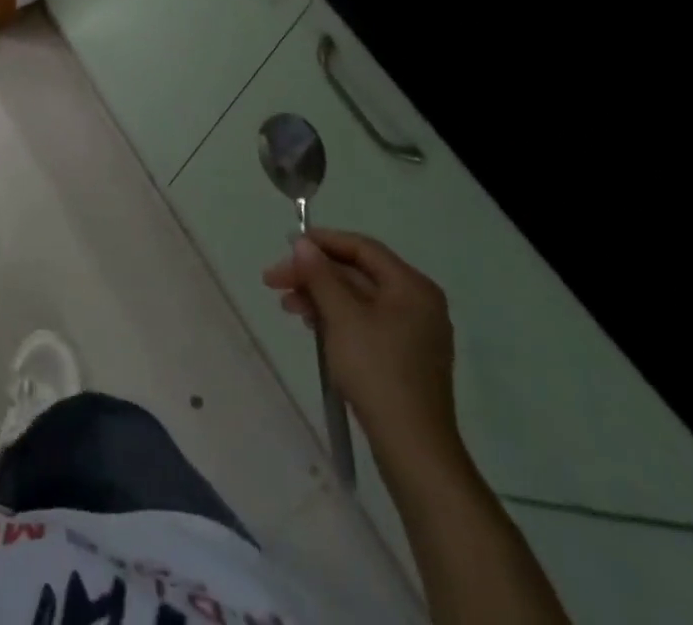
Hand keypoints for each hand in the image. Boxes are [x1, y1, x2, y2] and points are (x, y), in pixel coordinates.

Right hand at [262, 229, 461, 469]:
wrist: (413, 450)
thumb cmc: (378, 372)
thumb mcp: (342, 317)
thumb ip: (320, 275)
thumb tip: (303, 244)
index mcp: (412, 287)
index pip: (362, 248)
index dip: (323, 242)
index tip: (287, 245)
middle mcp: (418, 303)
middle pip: (358, 273)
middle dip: (315, 275)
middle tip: (275, 281)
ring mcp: (413, 332)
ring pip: (358, 299)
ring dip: (321, 296)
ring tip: (288, 306)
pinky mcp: (404, 357)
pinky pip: (365, 322)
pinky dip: (336, 318)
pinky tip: (312, 326)